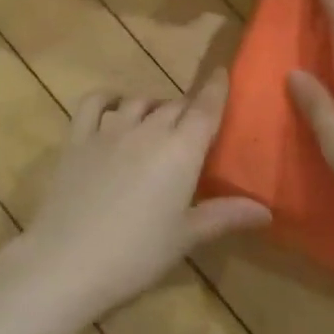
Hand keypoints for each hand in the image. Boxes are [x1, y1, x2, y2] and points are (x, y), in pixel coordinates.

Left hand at [0, 70, 270, 321]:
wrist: (67, 261)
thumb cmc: (136, 254)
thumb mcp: (186, 237)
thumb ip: (225, 215)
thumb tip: (266, 210)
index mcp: (181, 150)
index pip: (205, 109)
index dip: (217, 89)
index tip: (223, 73)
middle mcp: (147, 129)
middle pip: (174, 106)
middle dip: (187, 109)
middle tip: (193, 124)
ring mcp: (108, 130)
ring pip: (138, 101)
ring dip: (152, 105)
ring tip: (157, 118)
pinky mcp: (77, 138)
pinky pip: (94, 102)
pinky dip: (108, 97)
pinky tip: (114, 105)